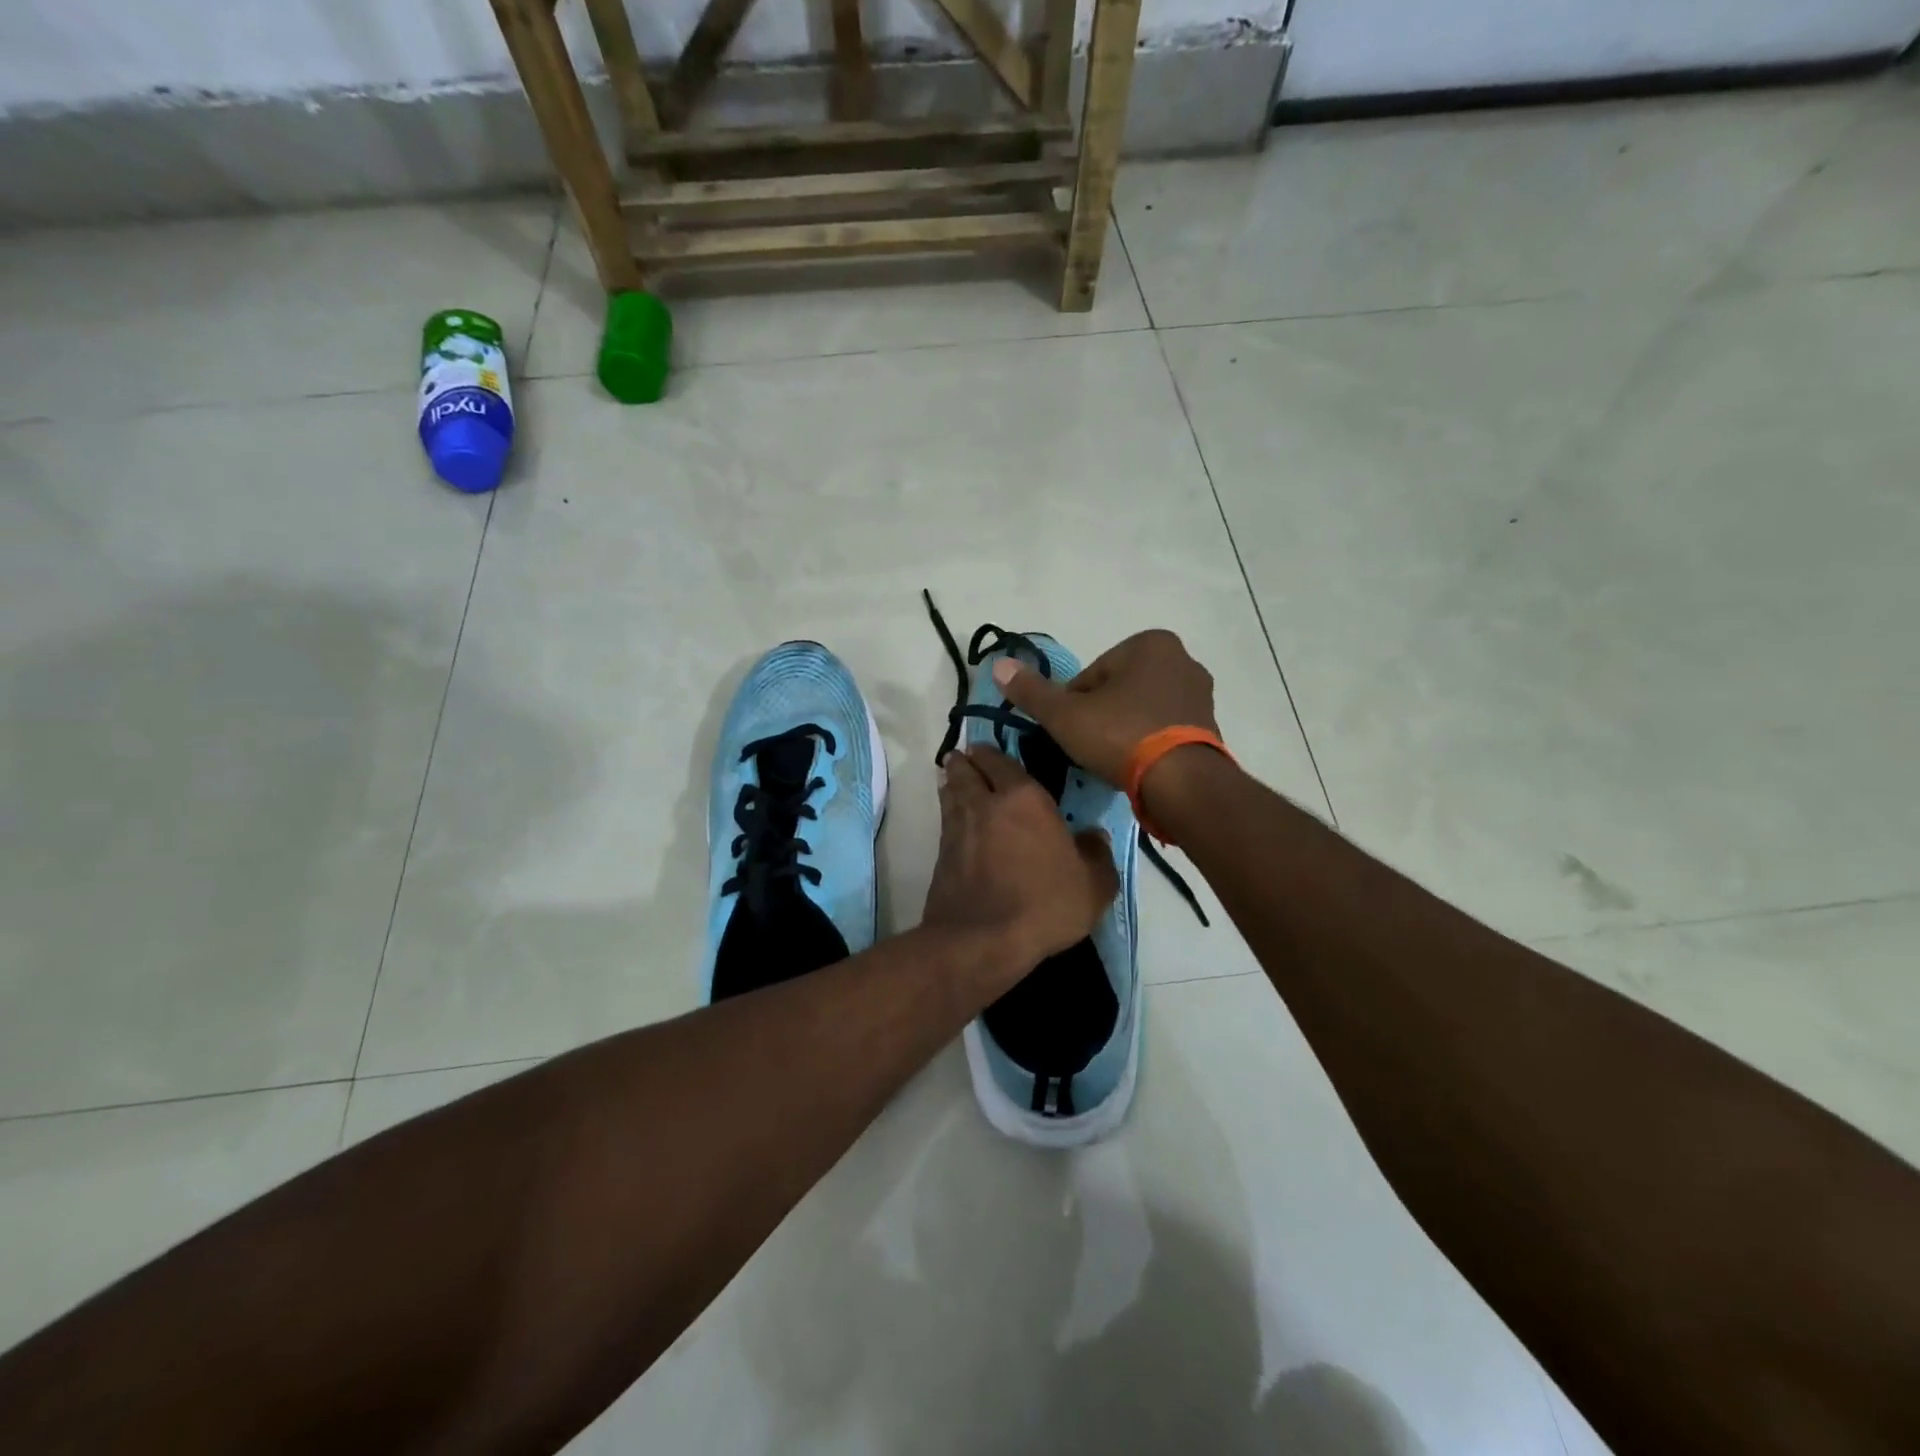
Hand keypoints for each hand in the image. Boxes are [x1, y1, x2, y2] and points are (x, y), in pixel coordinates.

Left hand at [922, 746, 1118, 977]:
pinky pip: (945, 820)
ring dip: (952, 781)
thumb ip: (1096, 855)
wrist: (983, 939)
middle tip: (965, 755)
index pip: (1003, 763)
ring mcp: (959, 828)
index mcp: (1025, 799)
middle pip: (968, 771)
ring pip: (951, 792)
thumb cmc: (1044, 905)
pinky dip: (947, 810)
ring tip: (953, 777)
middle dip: (966, 761)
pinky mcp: (942, 854)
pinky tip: (953, 817)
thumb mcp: (1093, 885)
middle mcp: (987, 804)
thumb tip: (1094, 836)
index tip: (985, 747)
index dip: (993, 753)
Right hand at [991, 629, 1220, 788]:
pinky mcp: (1210, 727)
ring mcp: (1200, 694)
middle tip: (1088, 748)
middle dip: (1100, 716)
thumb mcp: (1065, 715)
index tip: (1071, 732)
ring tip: (1111, 762)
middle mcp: (1182, 659)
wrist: (1182, 783)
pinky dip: (1147, 744)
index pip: (1091, 675)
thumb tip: (998, 665)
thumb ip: (1032, 691)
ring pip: (1140, 710)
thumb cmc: (1121, 736)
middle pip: (1117, 690)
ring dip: (1123, 731)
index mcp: (1150, 643)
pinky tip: (1136, 768)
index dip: (1073, 706)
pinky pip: (1164, 730)